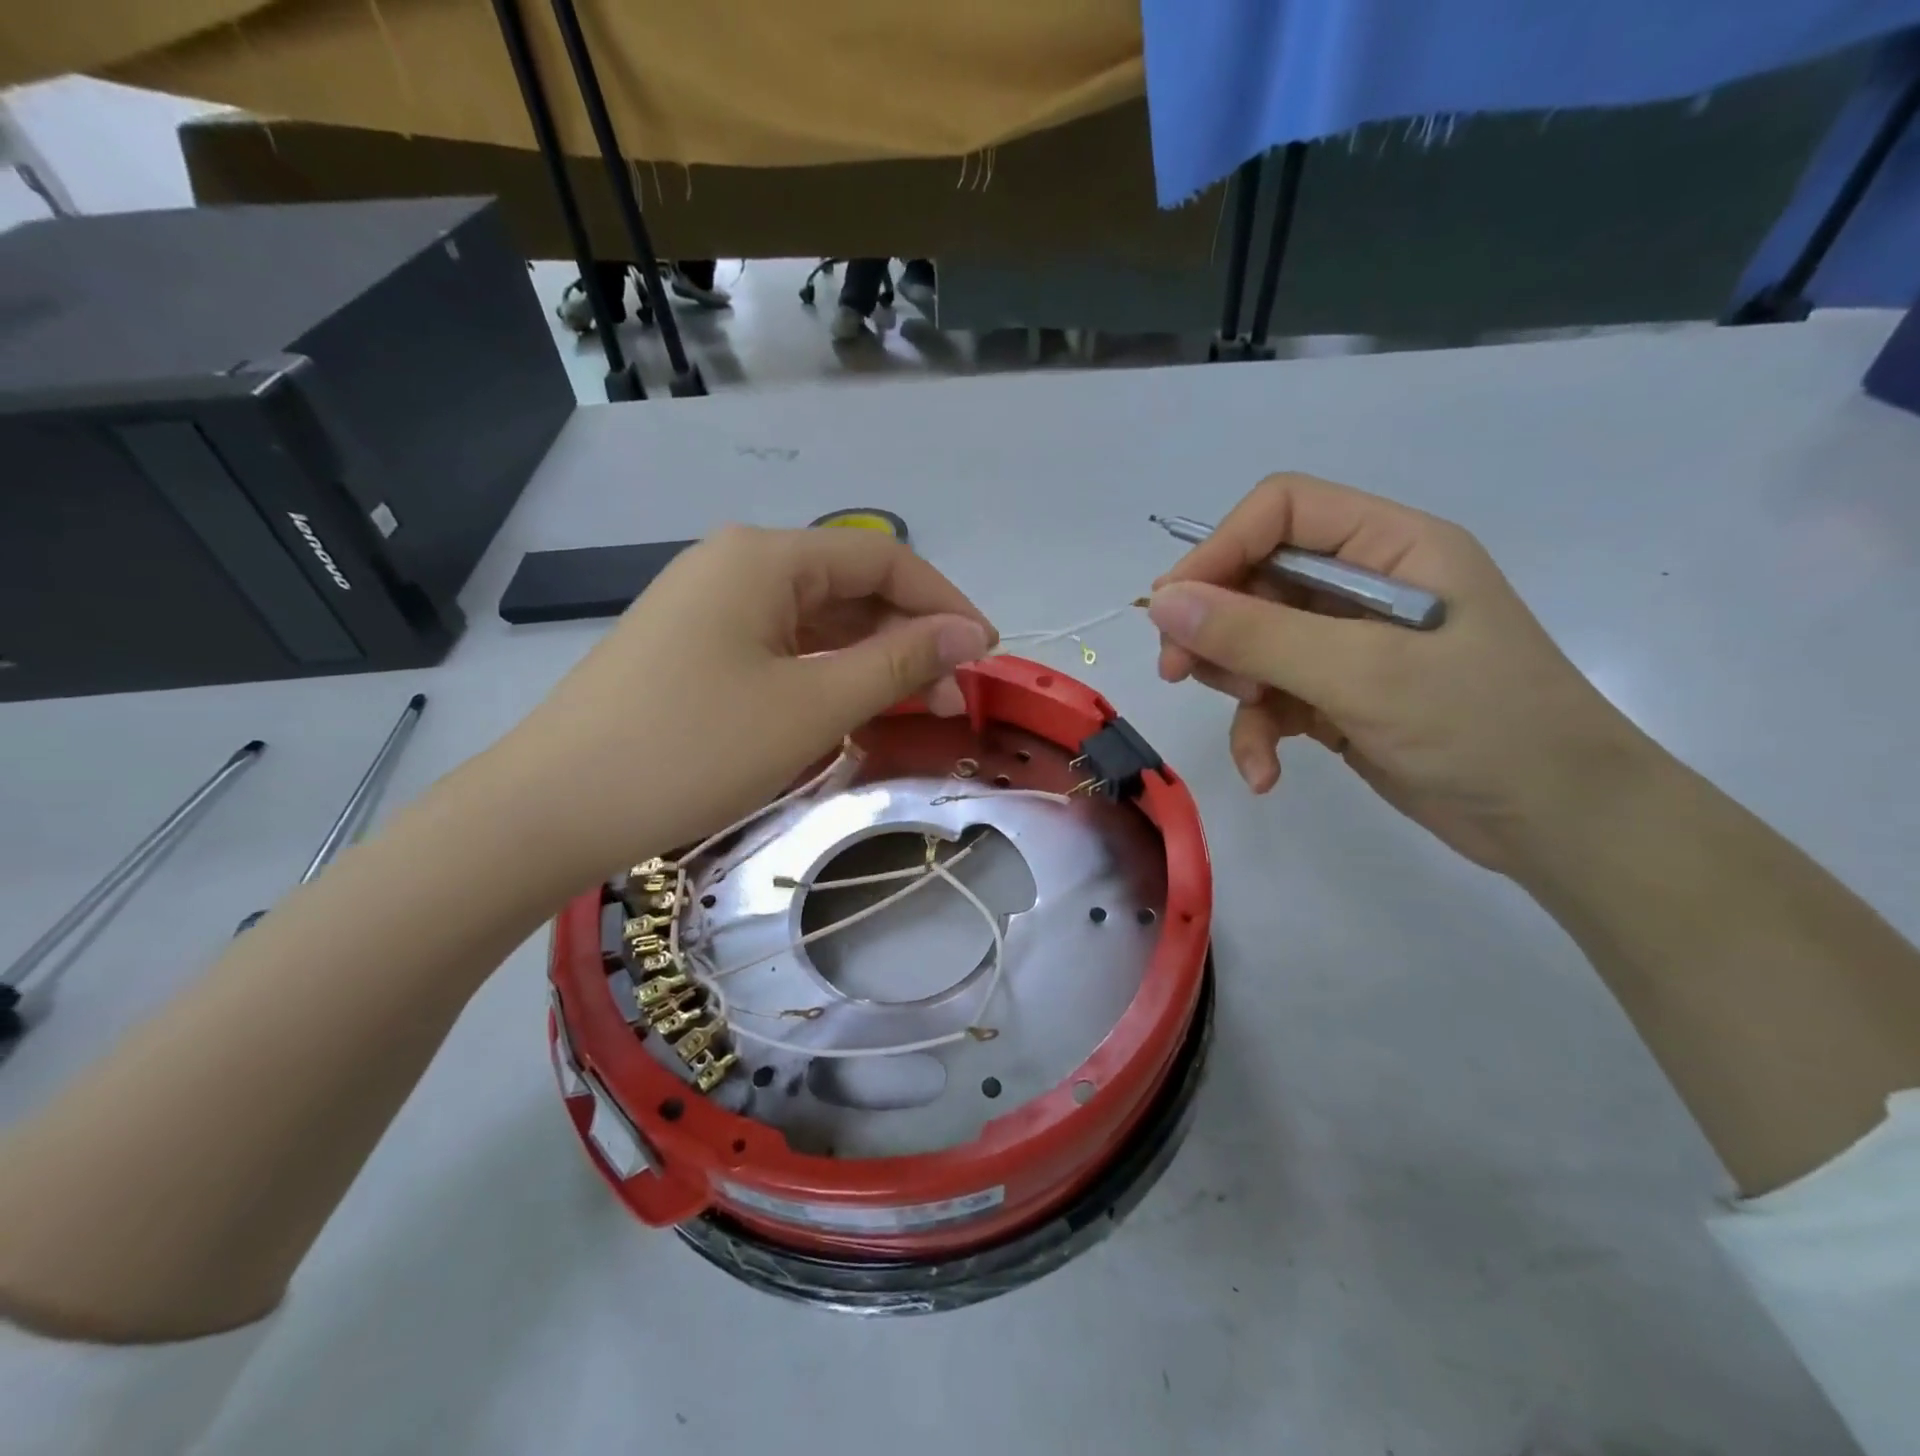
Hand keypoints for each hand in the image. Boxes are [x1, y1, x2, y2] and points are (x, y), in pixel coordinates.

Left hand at [484, 525, 994, 889]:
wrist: (551, 809)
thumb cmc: (692, 749)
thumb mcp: (811, 705)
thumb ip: (899, 662)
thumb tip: (971, 634)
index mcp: (766, 557)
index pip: (883, 560)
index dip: (944, 604)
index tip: (987, 656)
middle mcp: (737, 564)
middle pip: (850, 588)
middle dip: (909, 639)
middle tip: (951, 702)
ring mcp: (710, 606)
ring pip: (816, 622)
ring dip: (870, 660)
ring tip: (910, 712)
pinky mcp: (694, 648)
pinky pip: (781, 648)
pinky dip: (824, 675)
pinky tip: (846, 712)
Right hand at [1148, 473, 1651, 872]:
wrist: (1559, 823)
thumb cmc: (1482, 725)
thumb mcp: (1362, 673)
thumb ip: (1256, 634)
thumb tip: (1161, 602)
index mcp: (1390, 547)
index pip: (1281, 512)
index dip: (1220, 549)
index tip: (1174, 608)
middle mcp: (1364, 586)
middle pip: (1255, 579)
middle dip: (1217, 629)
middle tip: (1179, 672)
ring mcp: (1349, 645)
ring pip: (1253, 644)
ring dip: (1236, 686)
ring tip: (1251, 723)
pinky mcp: (1338, 697)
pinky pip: (1272, 698)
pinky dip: (1258, 733)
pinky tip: (1265, 773)